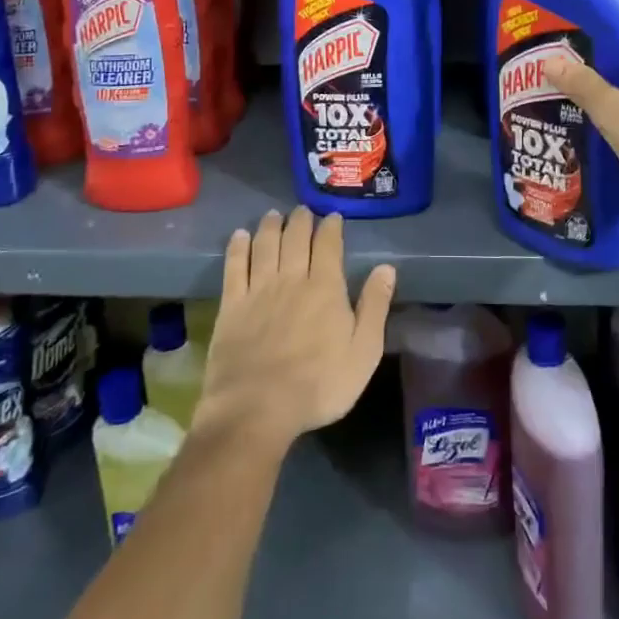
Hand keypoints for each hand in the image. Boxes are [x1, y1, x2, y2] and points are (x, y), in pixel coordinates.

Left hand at [194, 207, 396, 457]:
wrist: (257, 408)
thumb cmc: (319, 385)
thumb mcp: (363, 352)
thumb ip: (375, 306)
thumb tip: (387, 268)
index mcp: (325, 287)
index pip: (328, 245)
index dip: (330, 227)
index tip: (332, 216)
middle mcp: (291, 278)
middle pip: (295, 238)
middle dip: (300, 220)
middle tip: (302, 210)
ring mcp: (258, 290)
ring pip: (265, 245)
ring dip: (271, 226)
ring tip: (273, 215)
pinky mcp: (231, 305)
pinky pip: (234, 266)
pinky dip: (237, 247)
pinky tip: (239, 236)